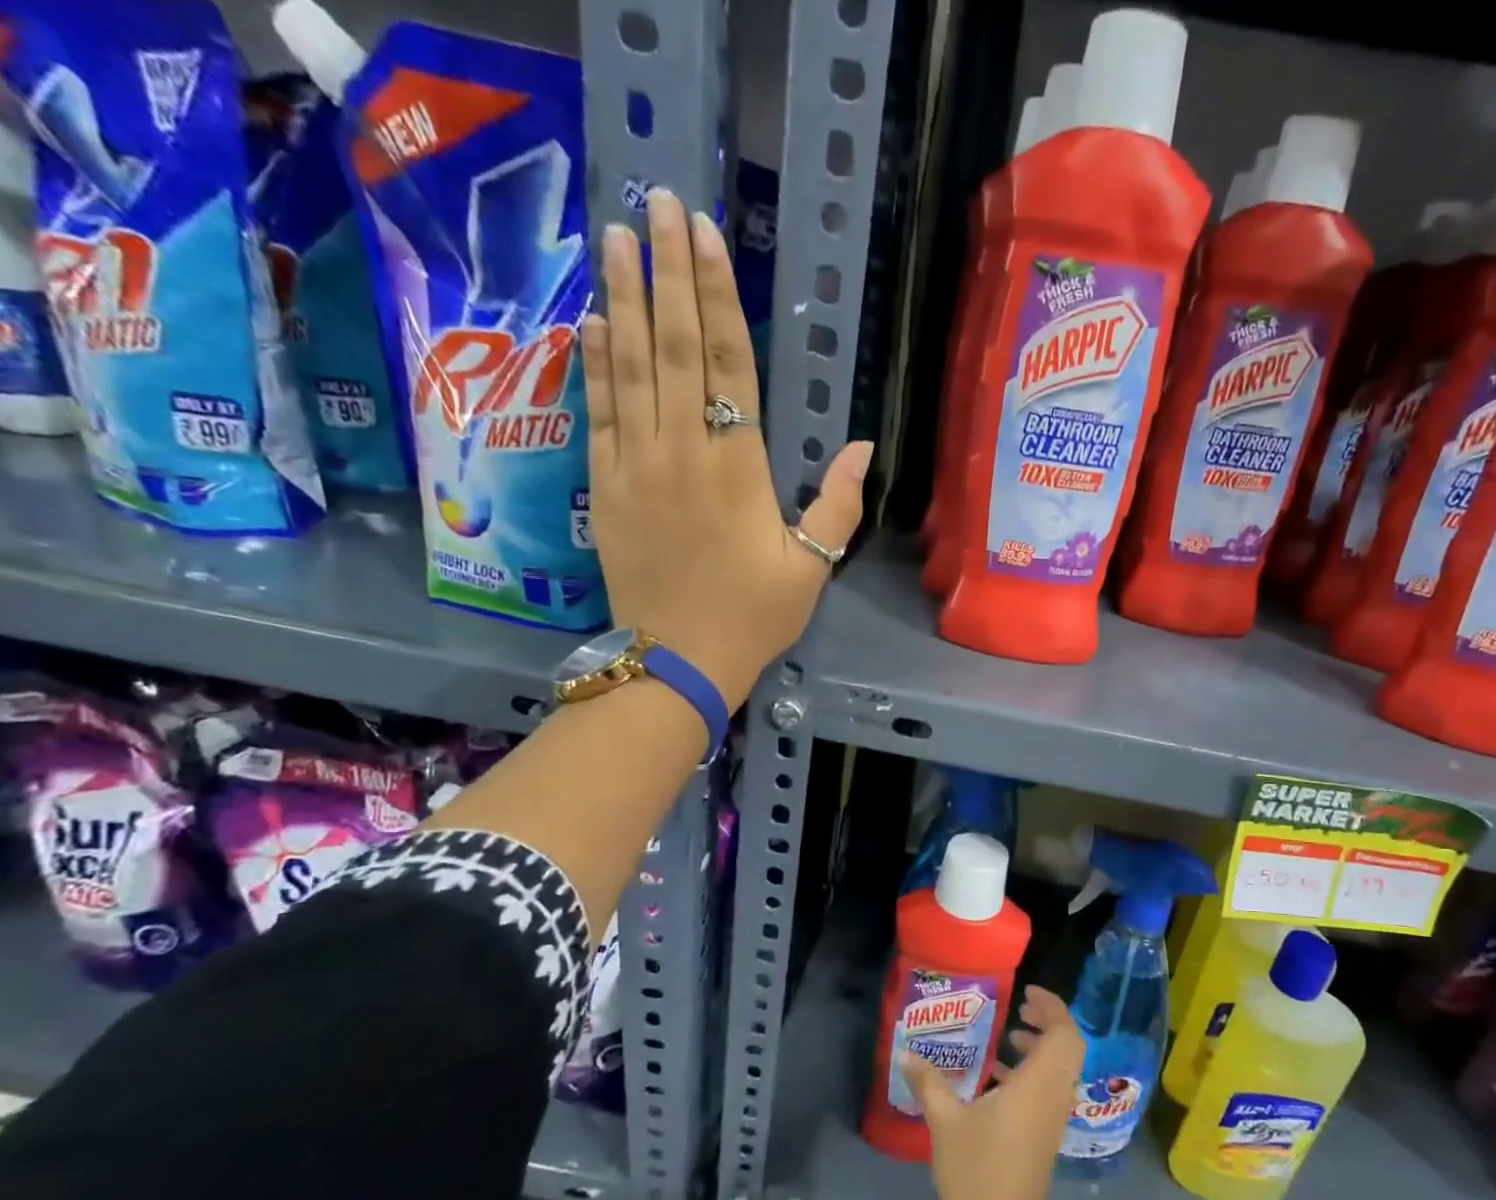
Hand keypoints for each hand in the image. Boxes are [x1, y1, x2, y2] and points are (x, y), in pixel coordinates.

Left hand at [582, 189, 869, 710]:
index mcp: (737, 467)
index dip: (716, 297)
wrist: (678, 660)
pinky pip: (599, 411)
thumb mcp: (812, 568)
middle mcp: (682, 450)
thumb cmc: (753, 616)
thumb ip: (837, 506)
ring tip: (616, 237)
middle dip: (666, 272)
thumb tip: (865, 447)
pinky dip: (595, 363)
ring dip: (622, 298)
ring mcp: (636, 465)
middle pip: (671, 346)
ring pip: (628, 367)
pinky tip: (592, 321)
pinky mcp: (606, 486)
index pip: (726, 364)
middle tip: (658, 204)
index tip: (706, 236)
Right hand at [901, 985, 1084, 1199]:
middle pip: (1068, 1047)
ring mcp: (1052, 1119)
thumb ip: (928, 1083)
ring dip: (1041, 1048)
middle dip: (1049, 1022)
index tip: (1027, 993)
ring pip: (1061, 1069)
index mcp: (1037, 1085)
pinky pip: (1050, 1090)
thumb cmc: (976, 1173)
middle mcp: (1053, 1096)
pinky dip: (1034, 1073)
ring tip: (1008, 1038)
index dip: (1052, 1007)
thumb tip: (906, 1051)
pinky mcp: (1045, 1137)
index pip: (1064, 1033)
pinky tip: (997, 1080)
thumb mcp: (946, 1123)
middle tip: (1020, 1010)